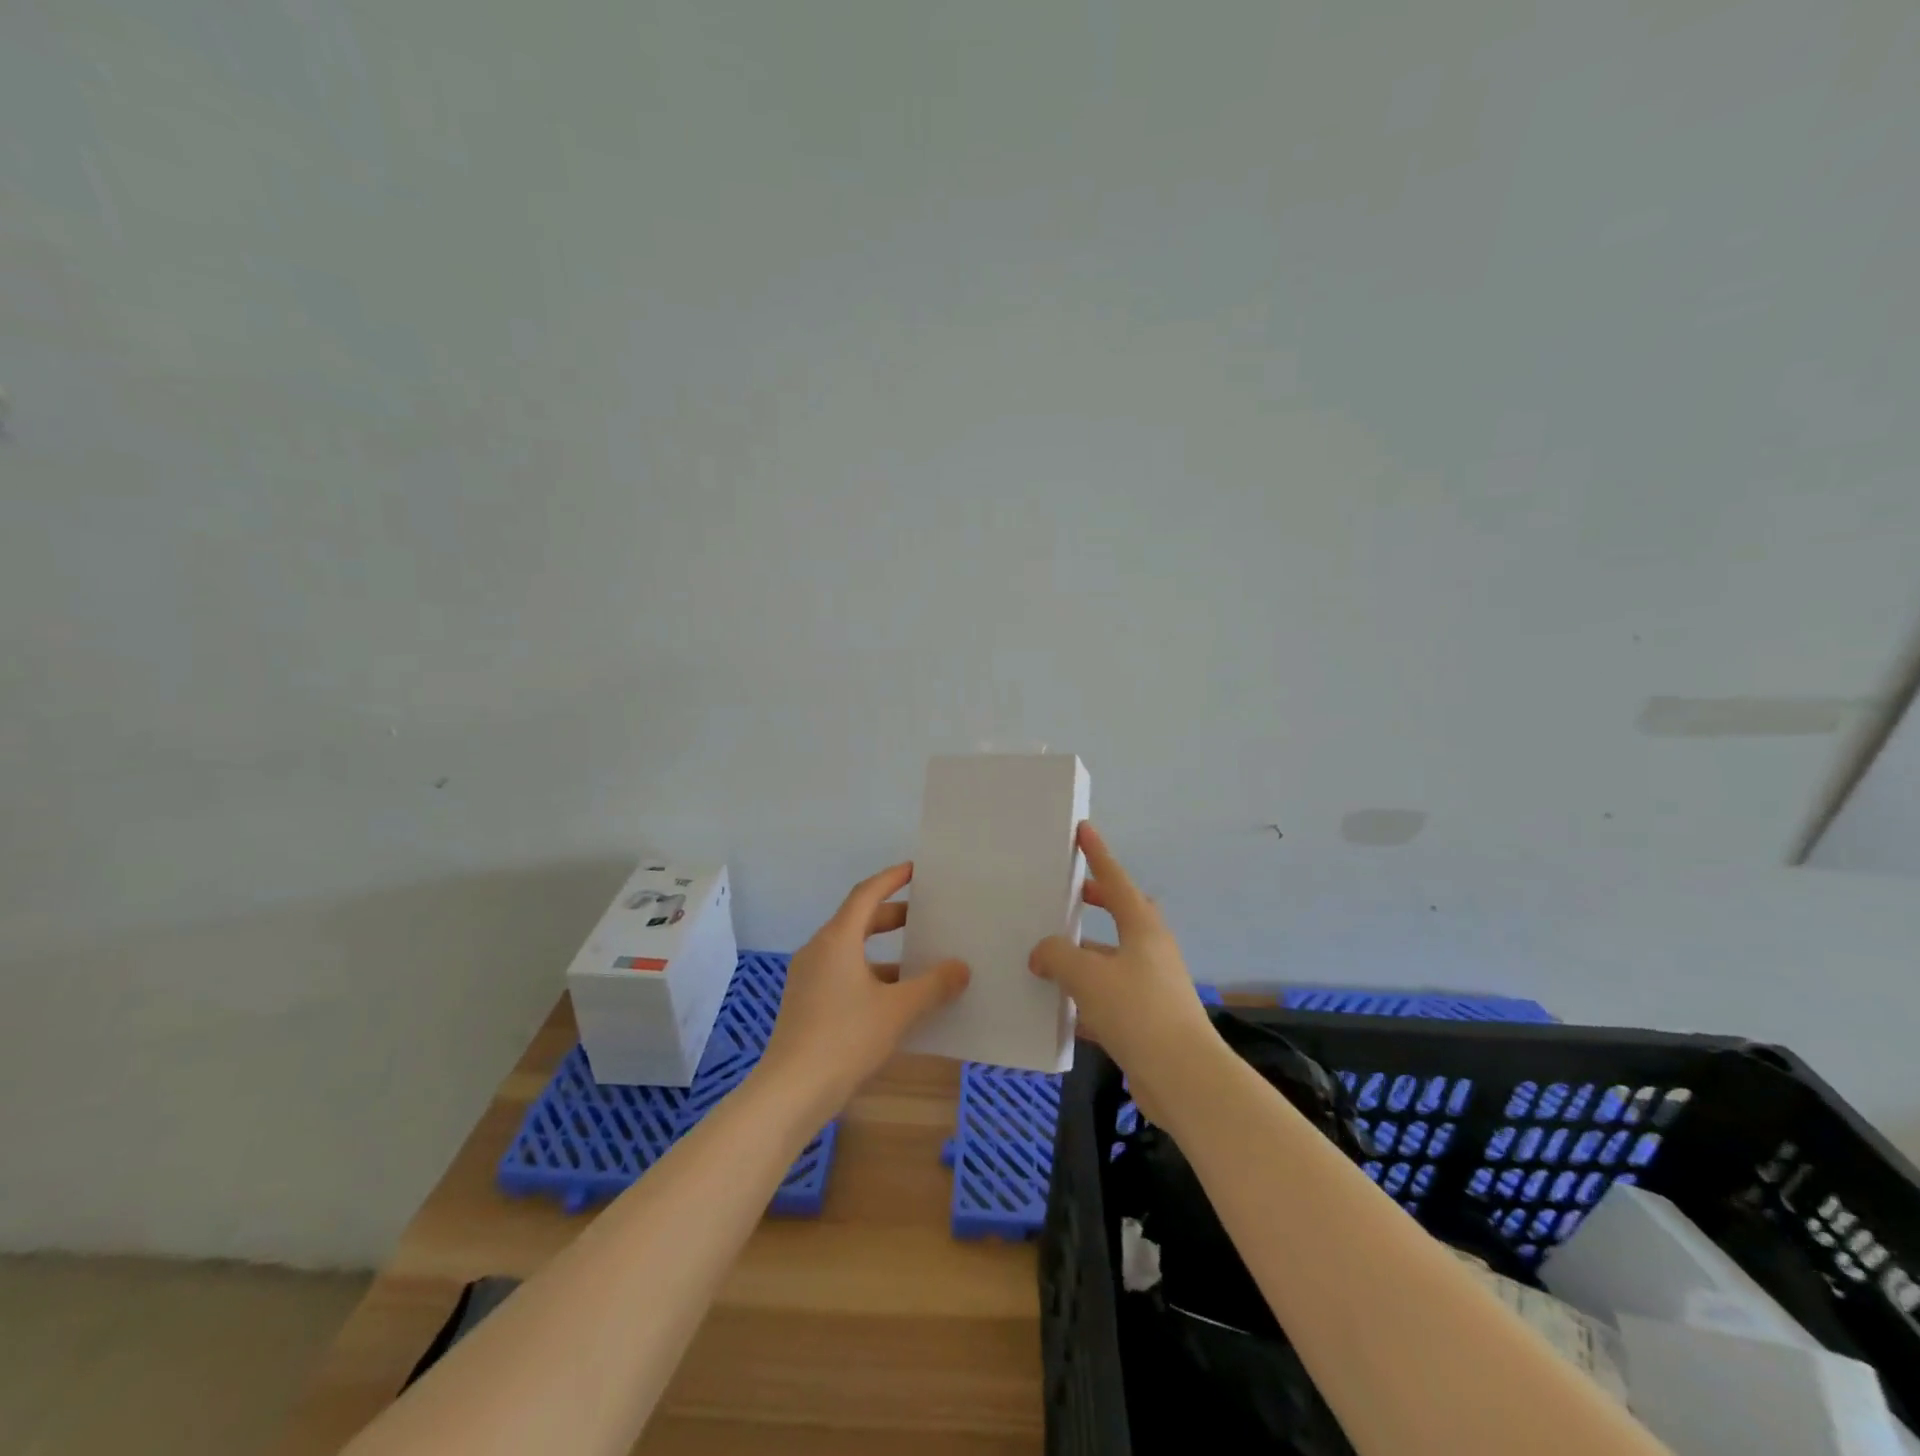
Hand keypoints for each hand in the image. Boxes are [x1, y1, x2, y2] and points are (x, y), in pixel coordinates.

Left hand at [757, 863, 969, 1110]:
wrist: (790, 1092)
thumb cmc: (845, 1038)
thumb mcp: (898, 1010)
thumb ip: (933, 985)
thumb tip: (961, 967)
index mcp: (837, 939)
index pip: (866, 893)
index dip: (892, 878)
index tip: (916, 870)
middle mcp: (818, 950)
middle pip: (858, 920)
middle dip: (892, 916)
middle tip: (925, 917)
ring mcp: (808, 978)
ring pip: (851, 950)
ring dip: (883, 951)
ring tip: (918, 962)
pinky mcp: (805, 1003)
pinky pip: (843, 973)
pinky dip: (870, 974)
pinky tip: (894, 999)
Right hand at [1028, 824, 1216, 1108]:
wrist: (1182, 1077)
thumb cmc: (1137, 1011)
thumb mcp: (1087, 975)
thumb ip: (1056, 955)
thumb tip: (1041, 953)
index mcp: (1143, 929)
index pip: (1116, 880)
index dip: (1098, 855)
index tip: (1084, 830)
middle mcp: (1151, 951)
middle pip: (1122, 916)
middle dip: (1097, 903)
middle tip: (1069, 897)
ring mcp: (1152, 986)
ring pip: (1113, 960)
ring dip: (1085, 956)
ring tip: (1049, 957)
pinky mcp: (1148, 1021)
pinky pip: (1110, 997)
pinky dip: (1086, 998)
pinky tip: (1059, 1010)